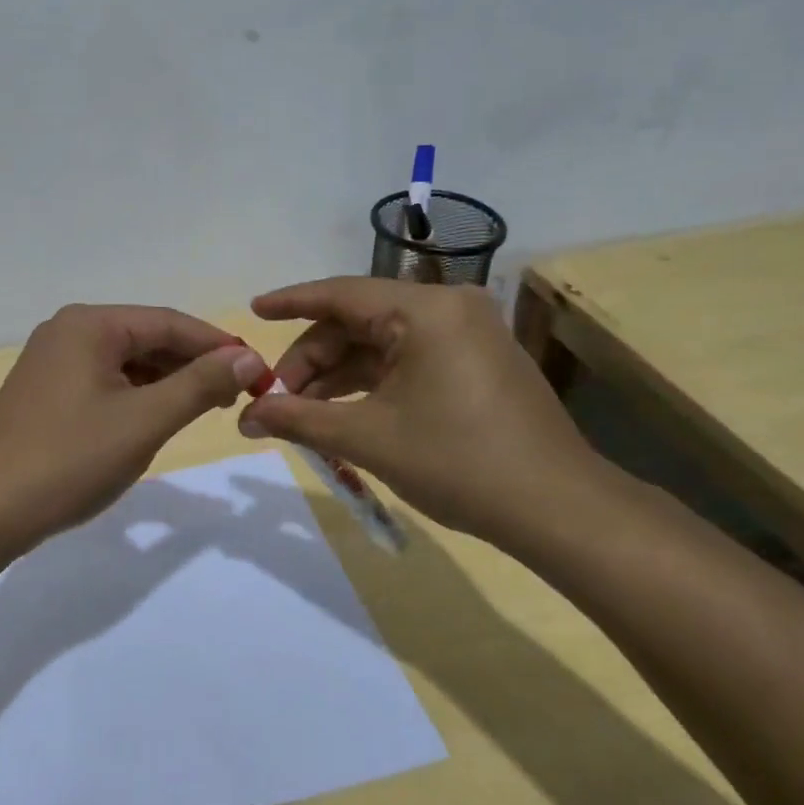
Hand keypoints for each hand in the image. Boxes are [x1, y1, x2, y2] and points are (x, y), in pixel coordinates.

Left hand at [0, 304, 267, 558]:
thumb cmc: (70, 460)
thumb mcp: (144, 422)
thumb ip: (199, 385)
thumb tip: (248, 357)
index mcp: (89, 324)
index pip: (169, 322)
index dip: (218, 346)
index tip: (259, 372)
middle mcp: (67, 330)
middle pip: (147, 338)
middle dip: (193, 364)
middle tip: (237, 396)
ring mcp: (51, 360)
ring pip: (126, 361)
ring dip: (167, 381)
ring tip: (205, 408)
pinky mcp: (45, 390)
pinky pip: (104, 380)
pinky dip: (136, 395)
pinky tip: (157, 417)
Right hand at [236, 278, 617, 548]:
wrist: (558, 510)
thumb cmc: (458, 462)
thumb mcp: (368, 438)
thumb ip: (300, 419)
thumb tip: (245, 418)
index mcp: (424, 310)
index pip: (340, 294)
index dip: (290, 302)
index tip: (252, 311)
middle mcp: (448, 308)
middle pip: (357, 321)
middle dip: (312, 359)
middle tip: (276, 398)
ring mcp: (466, 334)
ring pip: (380, 343)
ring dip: (337, 375)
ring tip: (300, 412)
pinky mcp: (475, 362)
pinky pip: (406, 359)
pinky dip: (369, 382)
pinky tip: (341, 411)